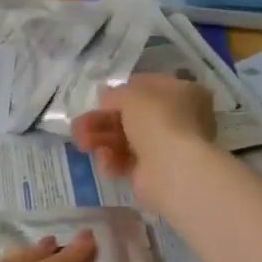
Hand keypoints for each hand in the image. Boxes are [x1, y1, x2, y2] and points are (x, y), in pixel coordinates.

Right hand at [71, 75, 216, 212]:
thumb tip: (107, 97)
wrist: (174, 168)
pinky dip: (112, 160)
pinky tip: (104, 161)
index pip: (146, 87)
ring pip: (126, 139)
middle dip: (102, 120)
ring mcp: (167, 147)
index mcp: (182, 93)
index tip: (99, 99)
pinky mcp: (154, 173)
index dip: (120, 92)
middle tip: (78, 125)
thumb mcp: (131, 94)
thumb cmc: (158, 120)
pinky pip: (127, 162)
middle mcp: (179, 119)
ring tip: (82, 143)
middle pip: (132, 116)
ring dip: (100, 139)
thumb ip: (115, 93)